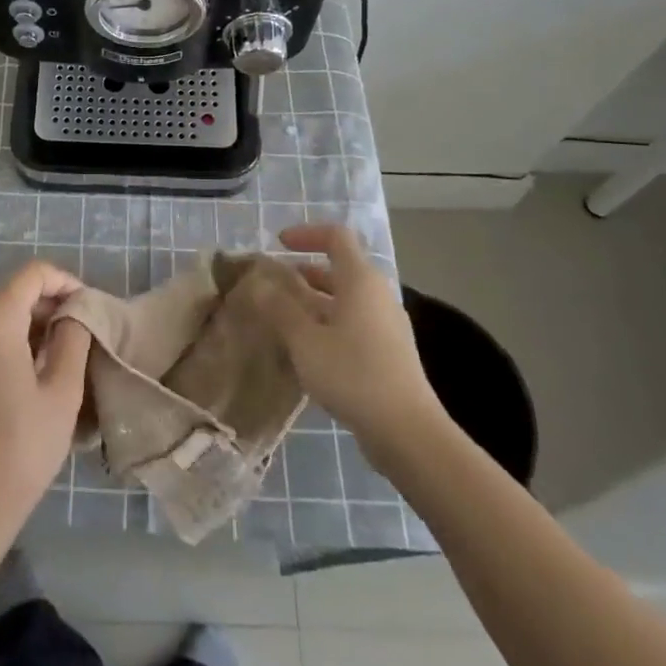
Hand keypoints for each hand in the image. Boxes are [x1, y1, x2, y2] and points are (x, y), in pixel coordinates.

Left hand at [0, 260, 91, 540]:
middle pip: (15, 294)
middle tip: (84, 335)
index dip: (65, 282)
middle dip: (52, 306)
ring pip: (2, 317)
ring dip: (35, 326)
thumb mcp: (62, 391)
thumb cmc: (21, 448)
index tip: (89, 306)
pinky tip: (36, 374)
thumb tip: (76, 313)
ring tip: (66, 357)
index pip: (32, 275)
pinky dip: (14, 342)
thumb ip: (73, 339)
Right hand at [252, 225, 443, 459]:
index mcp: (360, 280)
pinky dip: (327, 324)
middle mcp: (377, 295)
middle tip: (272, 285)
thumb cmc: (352, 374)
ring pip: (345, 299)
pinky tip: (307, 350)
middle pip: (340, 268)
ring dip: (313, 301)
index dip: (306, 233)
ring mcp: (386, 325)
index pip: (336, 236)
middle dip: (304, 272)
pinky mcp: (389, 352)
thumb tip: (257, 283)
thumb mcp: (305, 340)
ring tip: (282, 317)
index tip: (278, 244)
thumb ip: (279, 308)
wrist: (407, 432)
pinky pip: (353, 323)